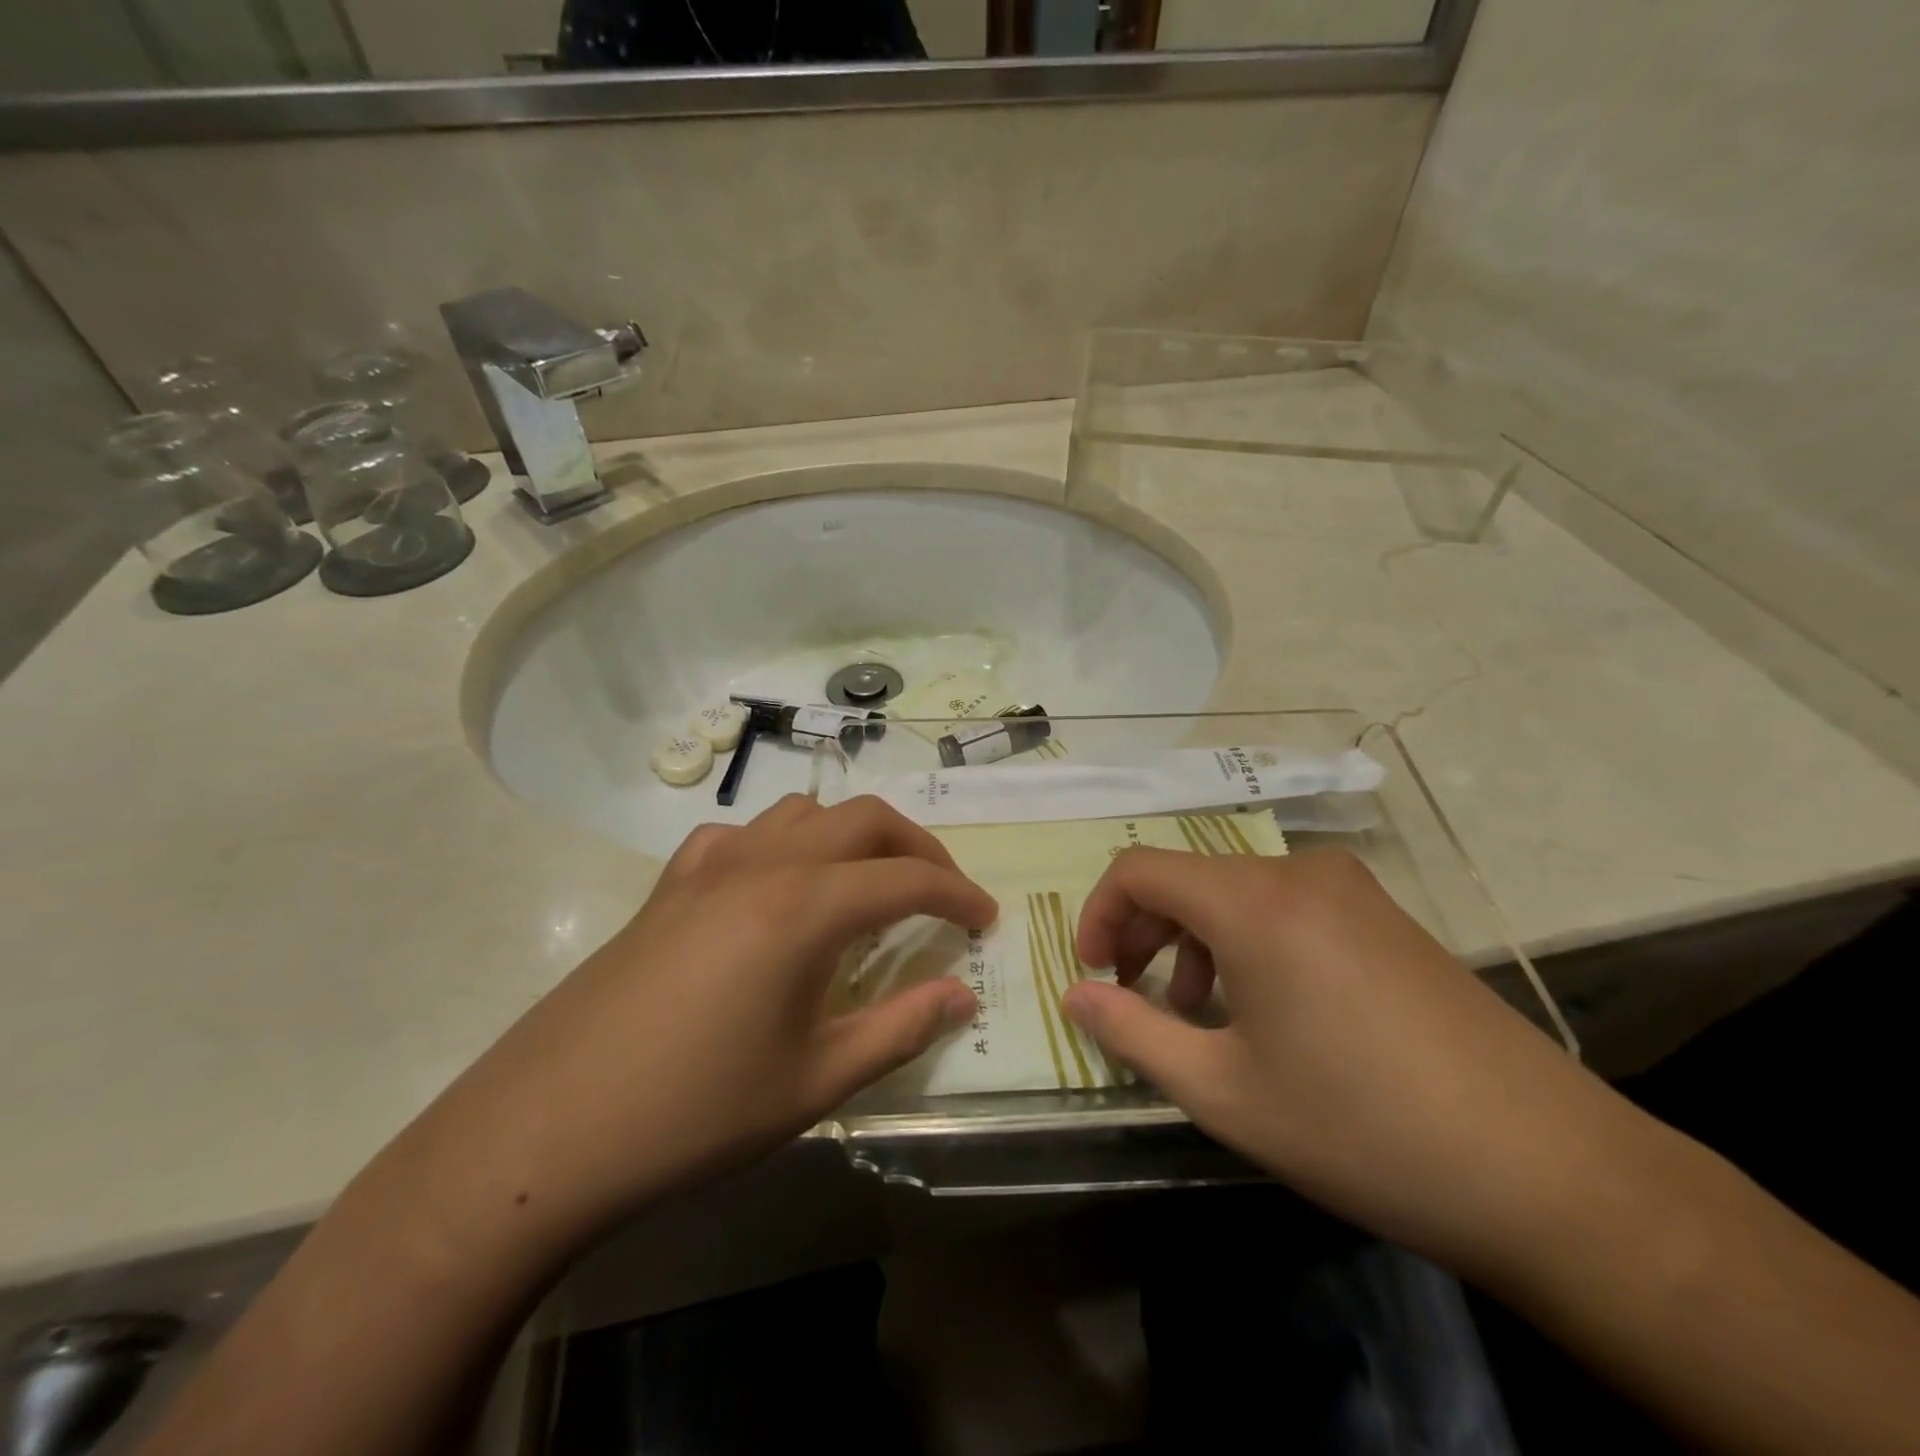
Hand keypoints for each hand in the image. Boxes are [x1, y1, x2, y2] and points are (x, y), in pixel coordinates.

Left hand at [400, 795, 996, 1256]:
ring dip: (851, 836)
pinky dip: (782, 844)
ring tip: (867, 885)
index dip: (958, 894)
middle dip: (918, 848)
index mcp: (804, 907)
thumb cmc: (693, 1114)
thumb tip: (962, 995)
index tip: (987, 920)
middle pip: (863, 819)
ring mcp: (708, 867)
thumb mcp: (813, 1081)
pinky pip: (742, 835)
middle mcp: (762, 864)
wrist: (544, 1133)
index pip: (908, 879)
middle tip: (942, 895)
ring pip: (802, 813)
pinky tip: (776, 888)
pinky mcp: (668, 885)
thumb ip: (900, 1029)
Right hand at [1063, 847, 1613, 1279]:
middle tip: (1139, 999)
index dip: (1099, 914)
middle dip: (1146, 932)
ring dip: (1197, 941)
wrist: (1552, 1173)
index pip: (1139, 868)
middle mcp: (1300, 873)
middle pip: (1188, 877)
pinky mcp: (1385, 915)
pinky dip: (1248, 942)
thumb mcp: (1224, 1091)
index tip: (1094, 974)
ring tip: (1205, 1015)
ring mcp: (1351, 889)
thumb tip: (1076, 996)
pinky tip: (1271, 1009)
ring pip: (1236, 891)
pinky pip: (1286, 905)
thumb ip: (1133, 1032)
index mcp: (1254, 902)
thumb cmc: (1362, 1128)